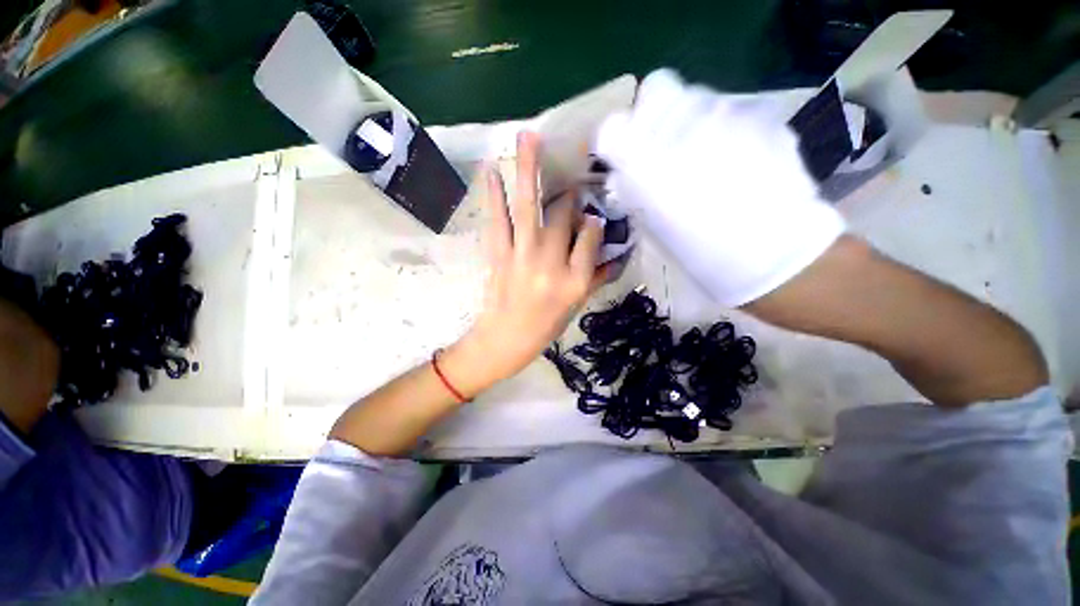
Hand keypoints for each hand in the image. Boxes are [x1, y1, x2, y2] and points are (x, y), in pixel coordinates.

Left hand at [441, 132, 606, 395]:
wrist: (504, 340)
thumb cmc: (545, 326)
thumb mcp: (577, 305)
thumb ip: (596, 275)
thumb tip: (610, 248)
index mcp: (575, 280)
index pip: (591, 236)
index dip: (592, 219)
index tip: (590, 211)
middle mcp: (551, 263)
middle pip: (563, 215)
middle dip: (568, 190)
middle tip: (570, 166)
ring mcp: (522, 256)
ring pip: (529, 206)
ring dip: (528, 169)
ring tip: (528, 136)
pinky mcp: (498, 254)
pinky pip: (498, 219)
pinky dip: (495, 194)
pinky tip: (493, 171)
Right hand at [595, 69, 845, 306]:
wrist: (768, 251)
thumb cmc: (700, 248)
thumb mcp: (653, 223)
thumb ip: (635, 189)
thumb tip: (624, 171)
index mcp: (646, 162)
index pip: (614, 126)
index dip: (618, 136)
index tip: (625, 151)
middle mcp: (680, 126)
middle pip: (656, 90)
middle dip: (655, 116)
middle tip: (666, 148)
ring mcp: (725, 111)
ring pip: (695, 95)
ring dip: (691, 119)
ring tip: (706, 154)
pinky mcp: (760, 112)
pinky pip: (730, 108)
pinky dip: (725, 126)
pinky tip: (737, 156)